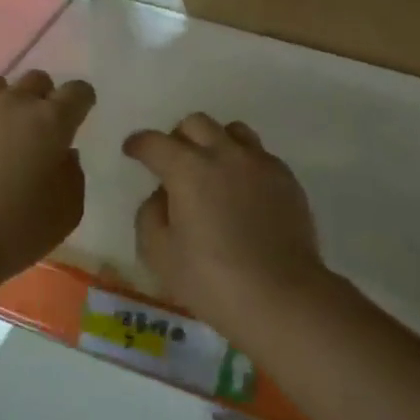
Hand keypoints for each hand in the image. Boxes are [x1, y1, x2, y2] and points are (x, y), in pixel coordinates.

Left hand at [0, 70, 95, 287]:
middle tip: (39, 131)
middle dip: (44, 99)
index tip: (78, 116)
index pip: (77, 92)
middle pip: (36, 81)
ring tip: (0, 136)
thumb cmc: (14, 231)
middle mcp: (11, 104)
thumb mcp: (66, 214)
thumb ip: (72, 176)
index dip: (81, 101)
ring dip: (6, 104)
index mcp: (50, 122)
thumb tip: (64, 155)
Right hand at [124, 114, 328, 344]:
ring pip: (233, 131)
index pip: (155, 143)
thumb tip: (162, 196)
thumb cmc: (210, 279)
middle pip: (196, 124)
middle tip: (172, 163)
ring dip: (214, 142)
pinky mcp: (287, 181)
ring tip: (210, 170)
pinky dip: (242, 164)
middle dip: (177, 137)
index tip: (132, 151)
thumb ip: (150, 215)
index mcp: (188, 170)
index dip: (139, 144)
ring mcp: (261, 164)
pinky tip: (241, 193)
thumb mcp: (158, 253)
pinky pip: (260, 156)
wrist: (281, 296)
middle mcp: (225, 155)